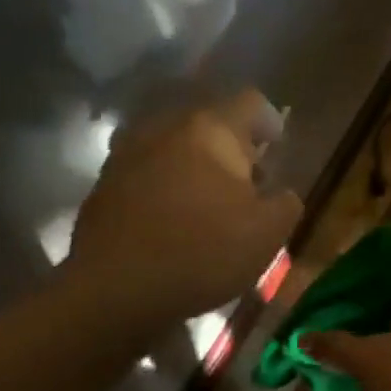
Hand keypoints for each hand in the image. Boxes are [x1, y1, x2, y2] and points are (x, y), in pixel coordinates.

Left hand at [66, 89, 301, 323]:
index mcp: (211, 129)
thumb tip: (281, 193)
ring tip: (210, 202)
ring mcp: (128, 152)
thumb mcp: (267, 234)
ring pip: (175, 147)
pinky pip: (148, 172)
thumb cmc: (203, 252)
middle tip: (248, 183)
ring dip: (196, 166)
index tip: (277, 148)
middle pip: (209, 123)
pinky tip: (174, 219)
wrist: (115, 288)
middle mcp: (166, 127)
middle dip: (232, 148)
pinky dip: (166, 186)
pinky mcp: (104, 183)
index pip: (250, 102)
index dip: (269, 122)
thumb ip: (285, 204)